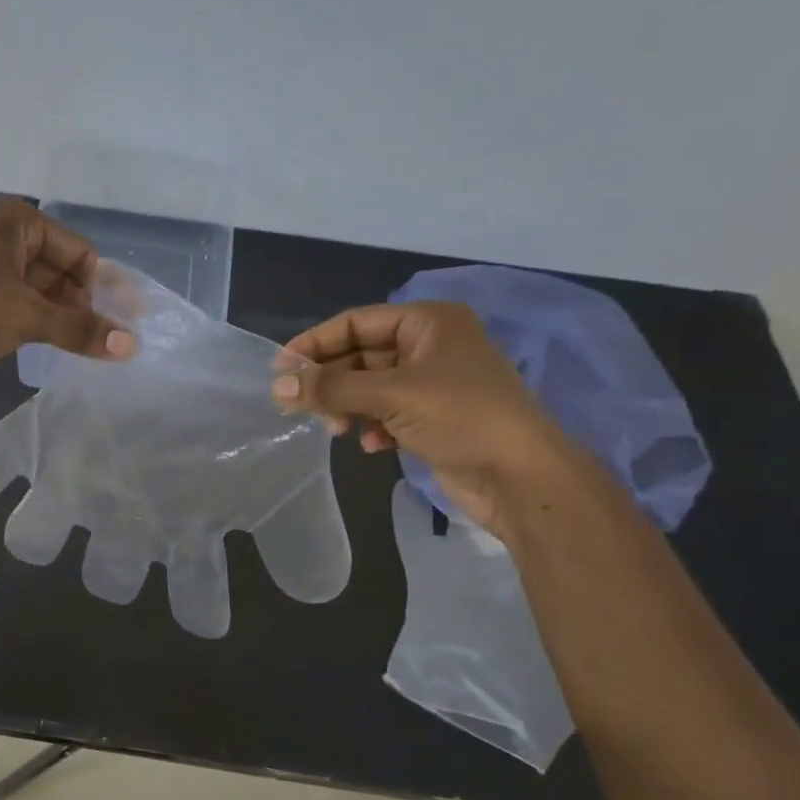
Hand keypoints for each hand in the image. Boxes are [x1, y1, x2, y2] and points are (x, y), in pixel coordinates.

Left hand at [0, 195, 136, 383]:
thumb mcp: (28, 317)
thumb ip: (80, 329)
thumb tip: (132, 345)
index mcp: (16, 219)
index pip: (78, 251)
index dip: (100, 288)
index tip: (118, 325)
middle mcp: (0, 232)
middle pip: (59, 269)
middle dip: (80, 304)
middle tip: (101, 341)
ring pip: (36, 288)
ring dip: (57, 316)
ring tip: (79, 348)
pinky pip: (15, 300)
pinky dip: (33, 320)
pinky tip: (46, 345)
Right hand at [270, 301, 579, 533]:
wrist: (522, 476)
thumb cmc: (461, 417)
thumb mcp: (392, 395)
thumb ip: (332, 388)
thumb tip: (277, 386)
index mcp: (429, 322)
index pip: (356, 322)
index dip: (315, 343)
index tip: (279, 368)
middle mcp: (431, 346)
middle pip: (362, 356)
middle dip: (331, 381)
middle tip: (295, 404)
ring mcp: (434, 384)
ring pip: (372, 387)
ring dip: (349, 406)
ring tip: (336, 429)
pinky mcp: (435, 419)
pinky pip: (389, 414)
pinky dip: (374, 426)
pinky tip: (371, 446)